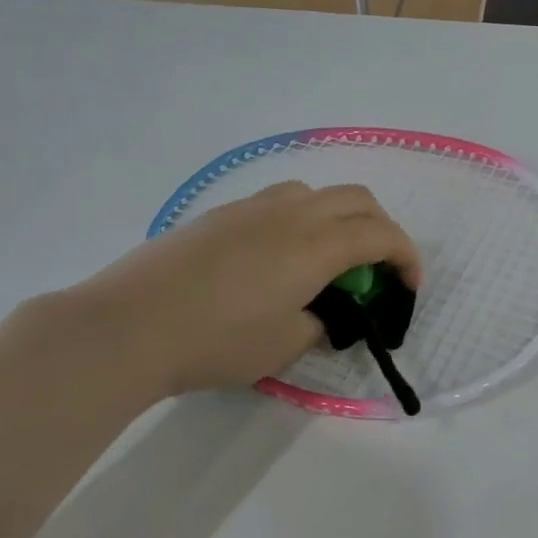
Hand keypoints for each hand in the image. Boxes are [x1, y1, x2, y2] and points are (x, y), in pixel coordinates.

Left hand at [57, 182, 419, 402]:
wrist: (128, 325)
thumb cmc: (217, 340)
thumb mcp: (286, 344)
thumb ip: (321, 322)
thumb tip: (325, 311)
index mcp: (316, 245)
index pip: (381, 235)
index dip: (407, 257)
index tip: (409, 287)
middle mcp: (291, 213)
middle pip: (357, 199)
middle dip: (381, 229)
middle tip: (377, 269)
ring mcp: (252, 207)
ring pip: (316, 193)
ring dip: (340, 218)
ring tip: (328, 260)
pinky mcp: (221, 214)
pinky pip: (280, 202)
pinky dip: (303, 220)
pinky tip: (281, 258)